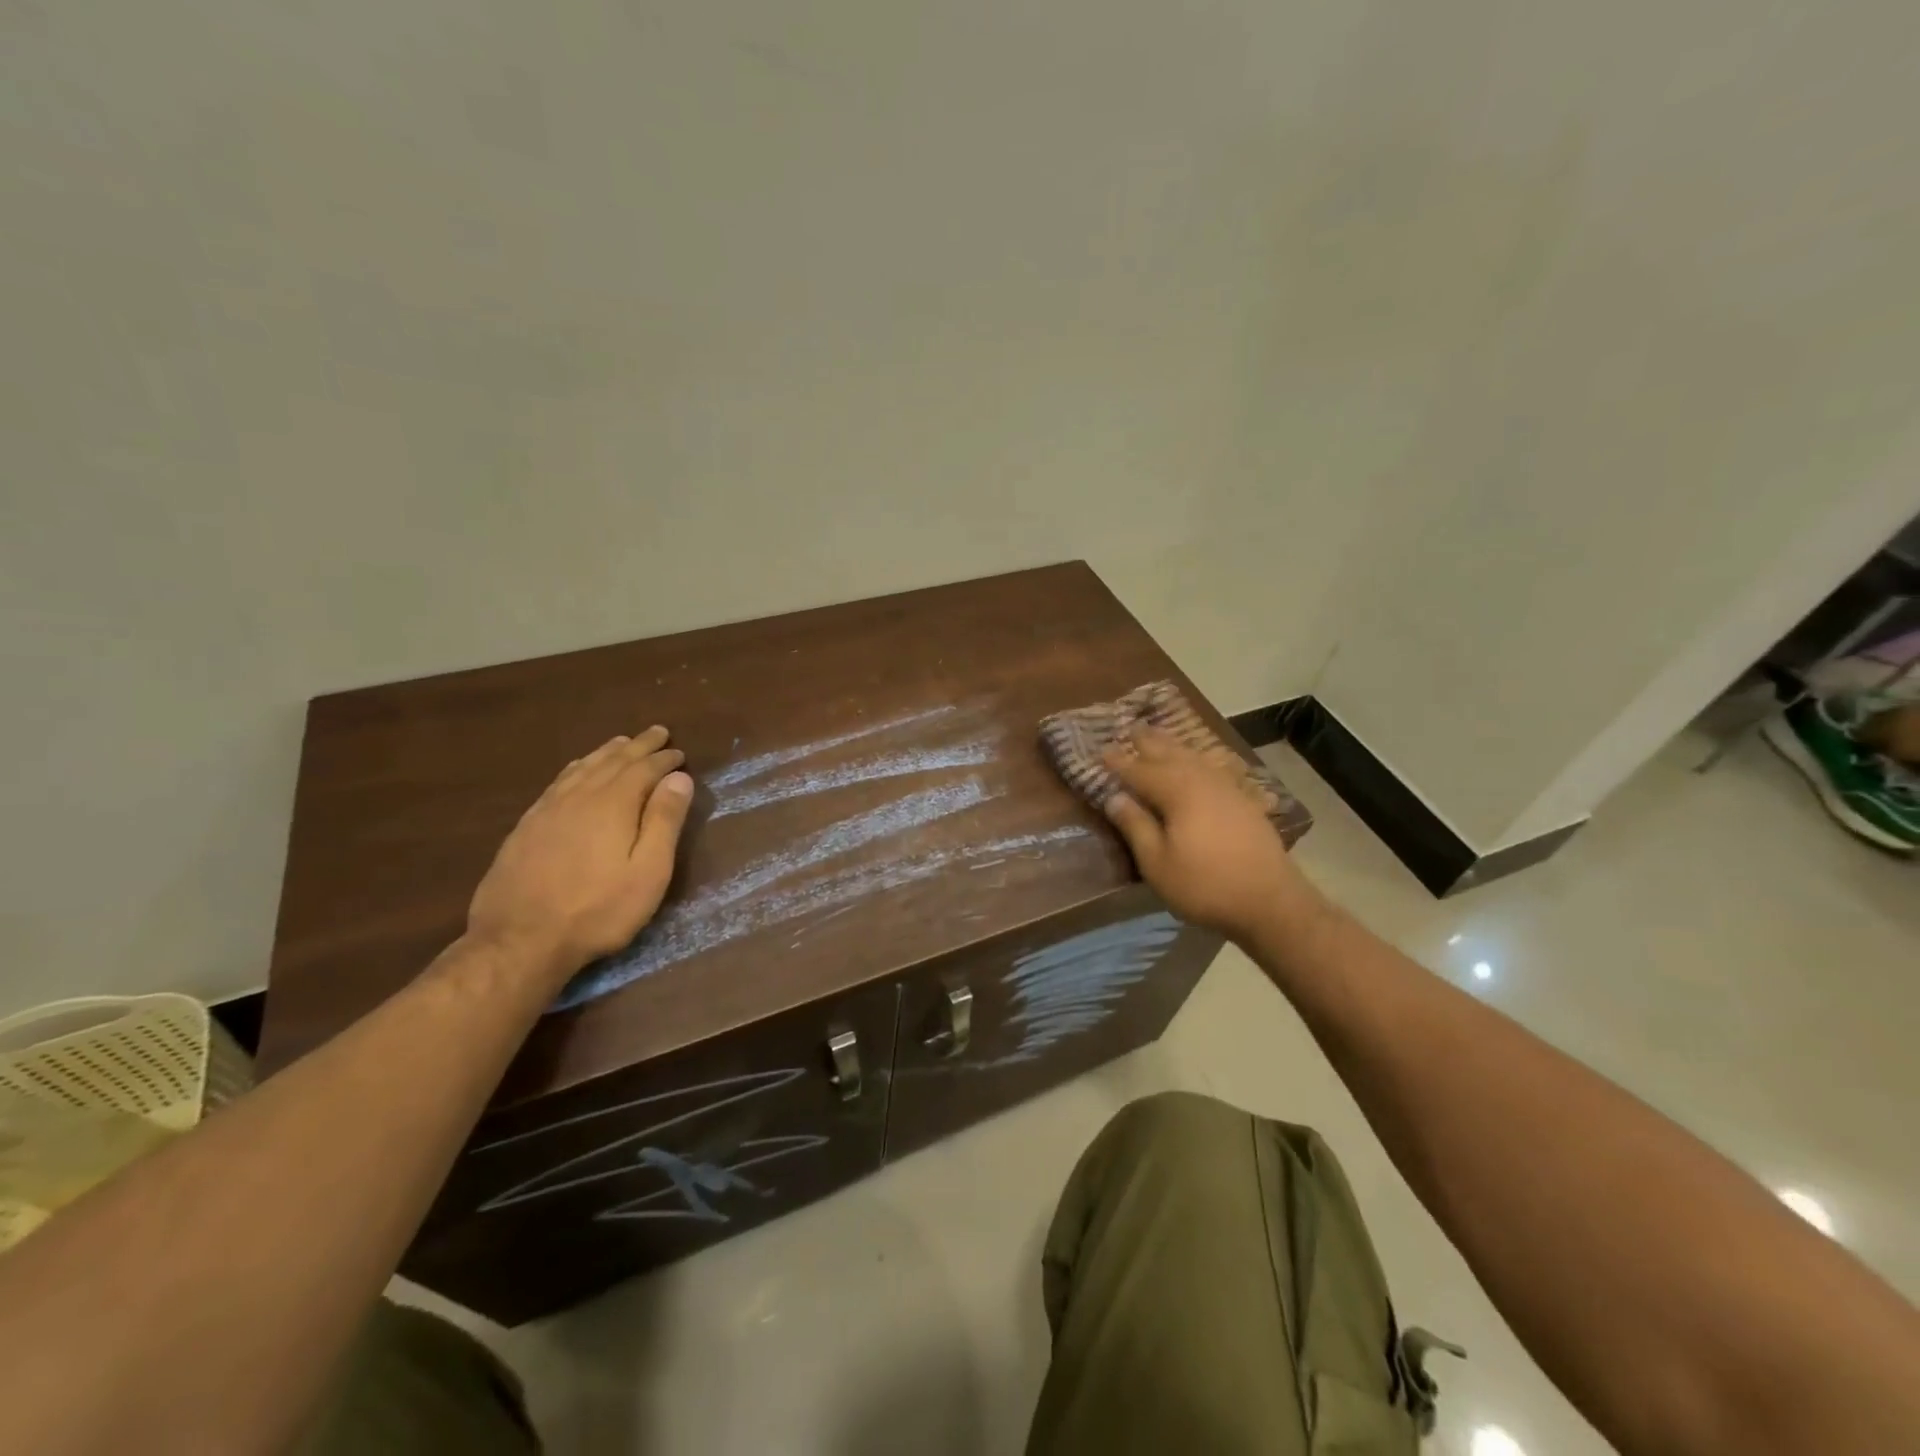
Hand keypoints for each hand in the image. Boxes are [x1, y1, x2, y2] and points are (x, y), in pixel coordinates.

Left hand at [467, 726, 693, 978]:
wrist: (519, 941)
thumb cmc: (598, 910)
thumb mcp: (648, 872)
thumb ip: (664, 821)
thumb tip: (678, 777)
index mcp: (613, 804)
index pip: (644, 769)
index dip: (664, 759)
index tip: (679, 752)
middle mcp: (580, 796)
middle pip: (613, 761)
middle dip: (638, 746)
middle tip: (657, 732)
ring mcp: (548, 809)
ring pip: (583, 768)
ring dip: (607, 752)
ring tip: (622, 743)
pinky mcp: (527, 826)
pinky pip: (558, 782)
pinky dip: (577, 768)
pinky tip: (578, 770)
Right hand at [1102, 727, 1308, 942]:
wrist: (1270, 901)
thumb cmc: (1204, 885)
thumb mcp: (1157, 863)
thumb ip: (1135, 826)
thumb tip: (1115, 797)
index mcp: (1177, 792)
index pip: (1139, 770)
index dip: (1119, 762)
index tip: (1100, 750)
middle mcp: (1201, 780)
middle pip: (1170, 754)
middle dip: (1148, 742)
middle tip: (1131, 728)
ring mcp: (1227, 788)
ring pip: (1194, 758)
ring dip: (1174, 746)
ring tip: (1160, 737)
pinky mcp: (1244, 801)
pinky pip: (1215, 768)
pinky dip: (1201, 760)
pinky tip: (1201, 763)